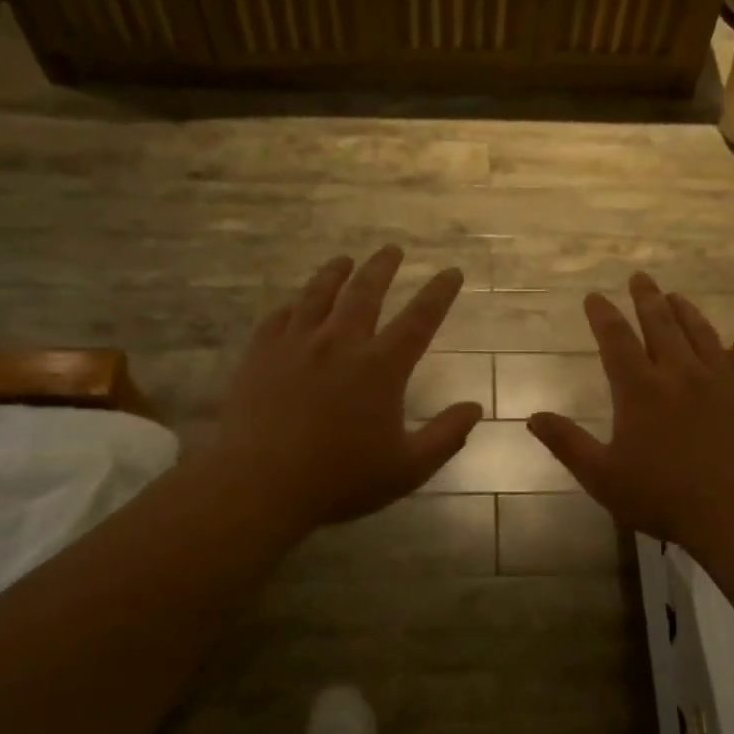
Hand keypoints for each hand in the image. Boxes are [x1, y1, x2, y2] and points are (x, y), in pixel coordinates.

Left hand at [212, 247, 482, 540]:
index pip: (420, 318)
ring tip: (344, 260)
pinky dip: (294, 304)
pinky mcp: (261, 353)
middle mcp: (341, 342)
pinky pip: (280, 316)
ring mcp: (297, 343)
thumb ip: (446, 436)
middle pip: (366, 291)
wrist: (258, 483)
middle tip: (392, 249)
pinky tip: (295, 303)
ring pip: (319, 294)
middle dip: (383, 267)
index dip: (439, 293)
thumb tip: (475, 408)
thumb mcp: (407, 468)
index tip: (451, 272)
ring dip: (336, 273)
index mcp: (381, 366)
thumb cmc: (339, 479)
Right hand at [527, 274, 733, 558]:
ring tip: (677, 296)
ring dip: (686, 311)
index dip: (603, 315)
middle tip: (640, 277)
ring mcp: (723, 380)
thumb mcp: (602, 477)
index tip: (595, 296)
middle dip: (647, 297)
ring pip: (702, 333)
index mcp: (640, 389)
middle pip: (661, 323)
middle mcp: (681, 373)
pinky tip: (733, 346)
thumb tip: (532, 417)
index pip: (616, 339)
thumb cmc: (663, 497)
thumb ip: (567, 444)